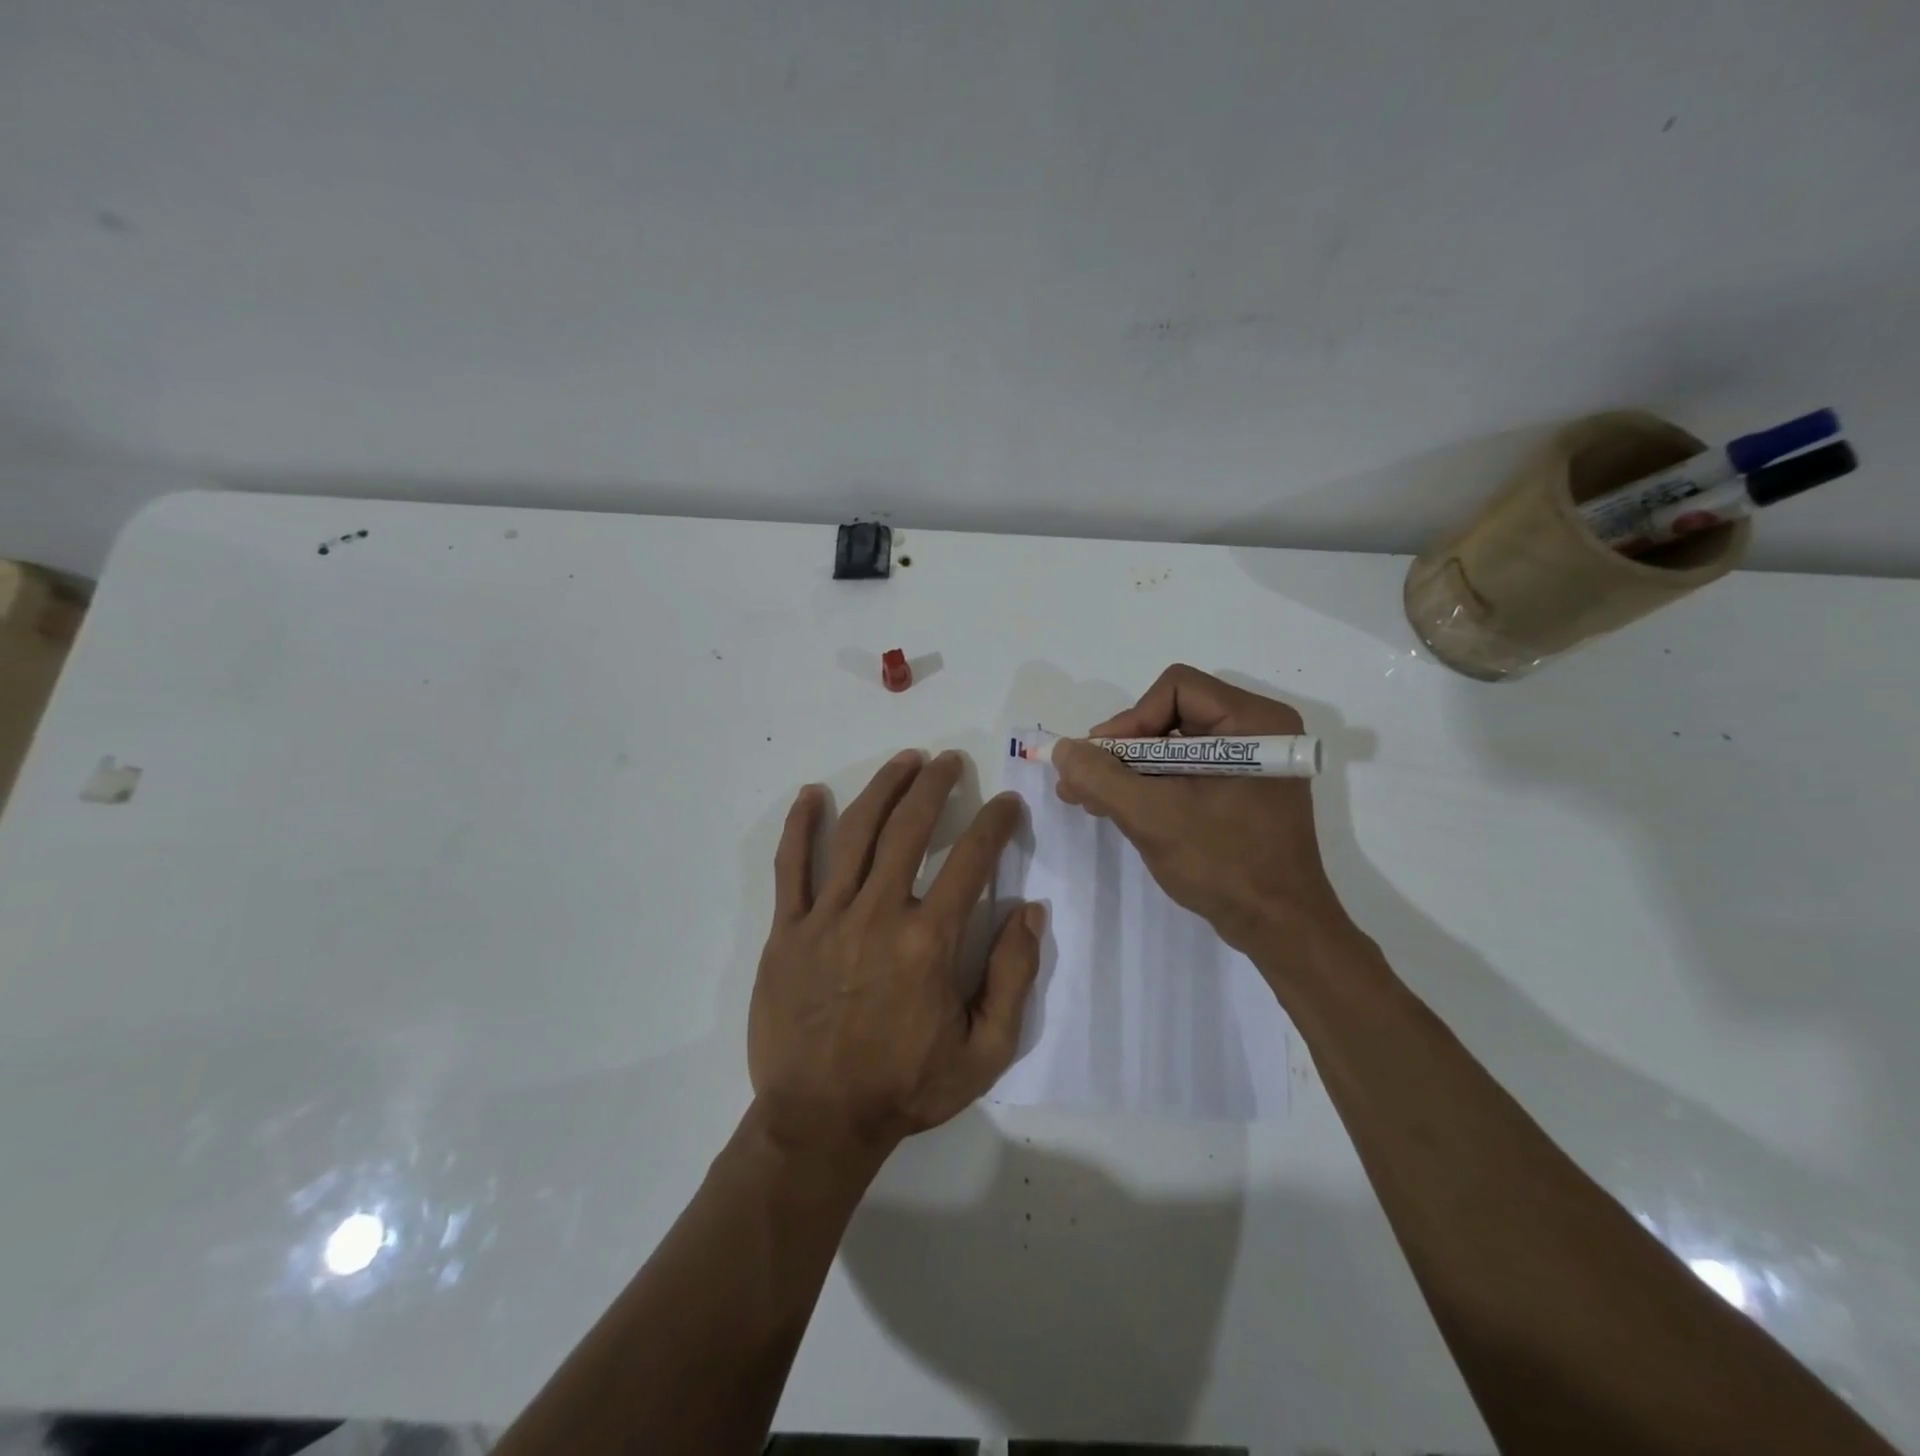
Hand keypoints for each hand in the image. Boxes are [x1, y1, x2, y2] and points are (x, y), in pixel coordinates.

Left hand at [749, 749, 1043, 1157]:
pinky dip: (801, 826)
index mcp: (930, 941)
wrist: (820, 1122)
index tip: (1007, 804)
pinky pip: (791, 867)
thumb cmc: (907, 1087)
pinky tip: (812, 794)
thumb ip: (1014, 976)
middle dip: (935, 786)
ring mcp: (827, 917)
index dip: (995, 824)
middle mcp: (879, 913)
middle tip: (950, 761)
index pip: (971, 860)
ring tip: (904, 761)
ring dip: (883, 788)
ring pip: (855, 832)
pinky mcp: (787, 930)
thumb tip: (1031, 910)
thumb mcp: (986, 1050)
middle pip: (909, 828)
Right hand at [1053, 665, 1354, 971]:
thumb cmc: (1224, 864)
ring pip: (1172, 746)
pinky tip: (1114, 806)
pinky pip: (1185, 771)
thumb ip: (1101, 777)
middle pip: (1170, 715)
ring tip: (1087, 797)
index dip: (1131, 720)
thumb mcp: (1152, 816)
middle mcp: (1257, 730)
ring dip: (1128, 771)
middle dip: (1122, 750)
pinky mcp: (1241, 790)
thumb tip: (1063, 749)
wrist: (1279, 928)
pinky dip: (1150, 786)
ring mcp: (1250, 762)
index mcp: (1254, 722)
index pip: (1175, 689)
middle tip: (1083, 781)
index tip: (1102, 762)